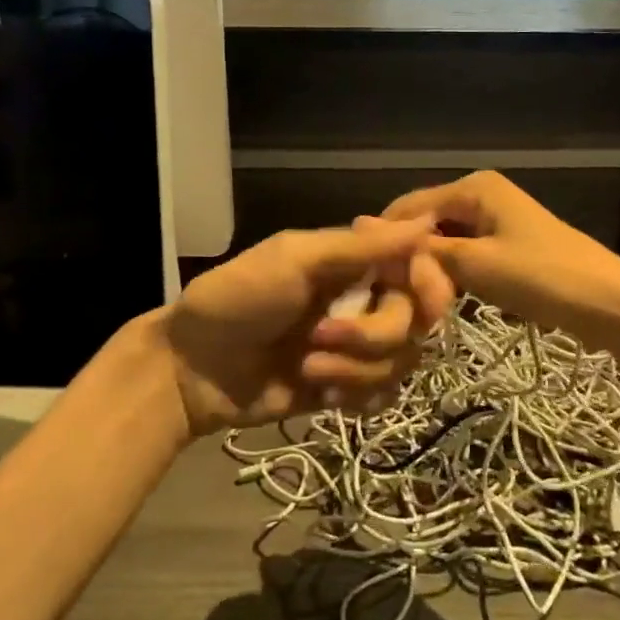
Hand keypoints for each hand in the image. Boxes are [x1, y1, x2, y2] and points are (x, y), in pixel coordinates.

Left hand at [162, 219, 451, 438]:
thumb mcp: (295, 260)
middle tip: (321, 337)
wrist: (192, 369)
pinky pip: (384, 396)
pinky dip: (359, 397)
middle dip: (372, 334)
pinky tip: (324, 396)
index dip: (427, 285)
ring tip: (307, 369)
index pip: (420, 269)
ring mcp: (356, 348)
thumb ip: (361, 248)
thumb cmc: (238, 298)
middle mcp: (364, 300)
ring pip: (401, 362)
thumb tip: (427, 222)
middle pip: (415, 321)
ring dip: (356, 370)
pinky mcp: (347, 387)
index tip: (412, 296)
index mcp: (355, 262)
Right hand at [382, 170, 619, 362]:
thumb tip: (362, 225)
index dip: (387, 242)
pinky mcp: (505, 244)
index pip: (407, 207)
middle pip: (425, 223)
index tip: (371, 283)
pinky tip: (444, 300)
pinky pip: (464, 254)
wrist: (610, 304)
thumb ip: (421, 249)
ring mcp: (495, 219)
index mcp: (473, 186)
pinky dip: (452, 275)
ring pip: (443, 242)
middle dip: (410, 257)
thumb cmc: (542, 277)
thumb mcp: (476, 263)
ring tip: (418, 303)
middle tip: (398, 299)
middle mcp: (481, 193)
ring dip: (431, 270)